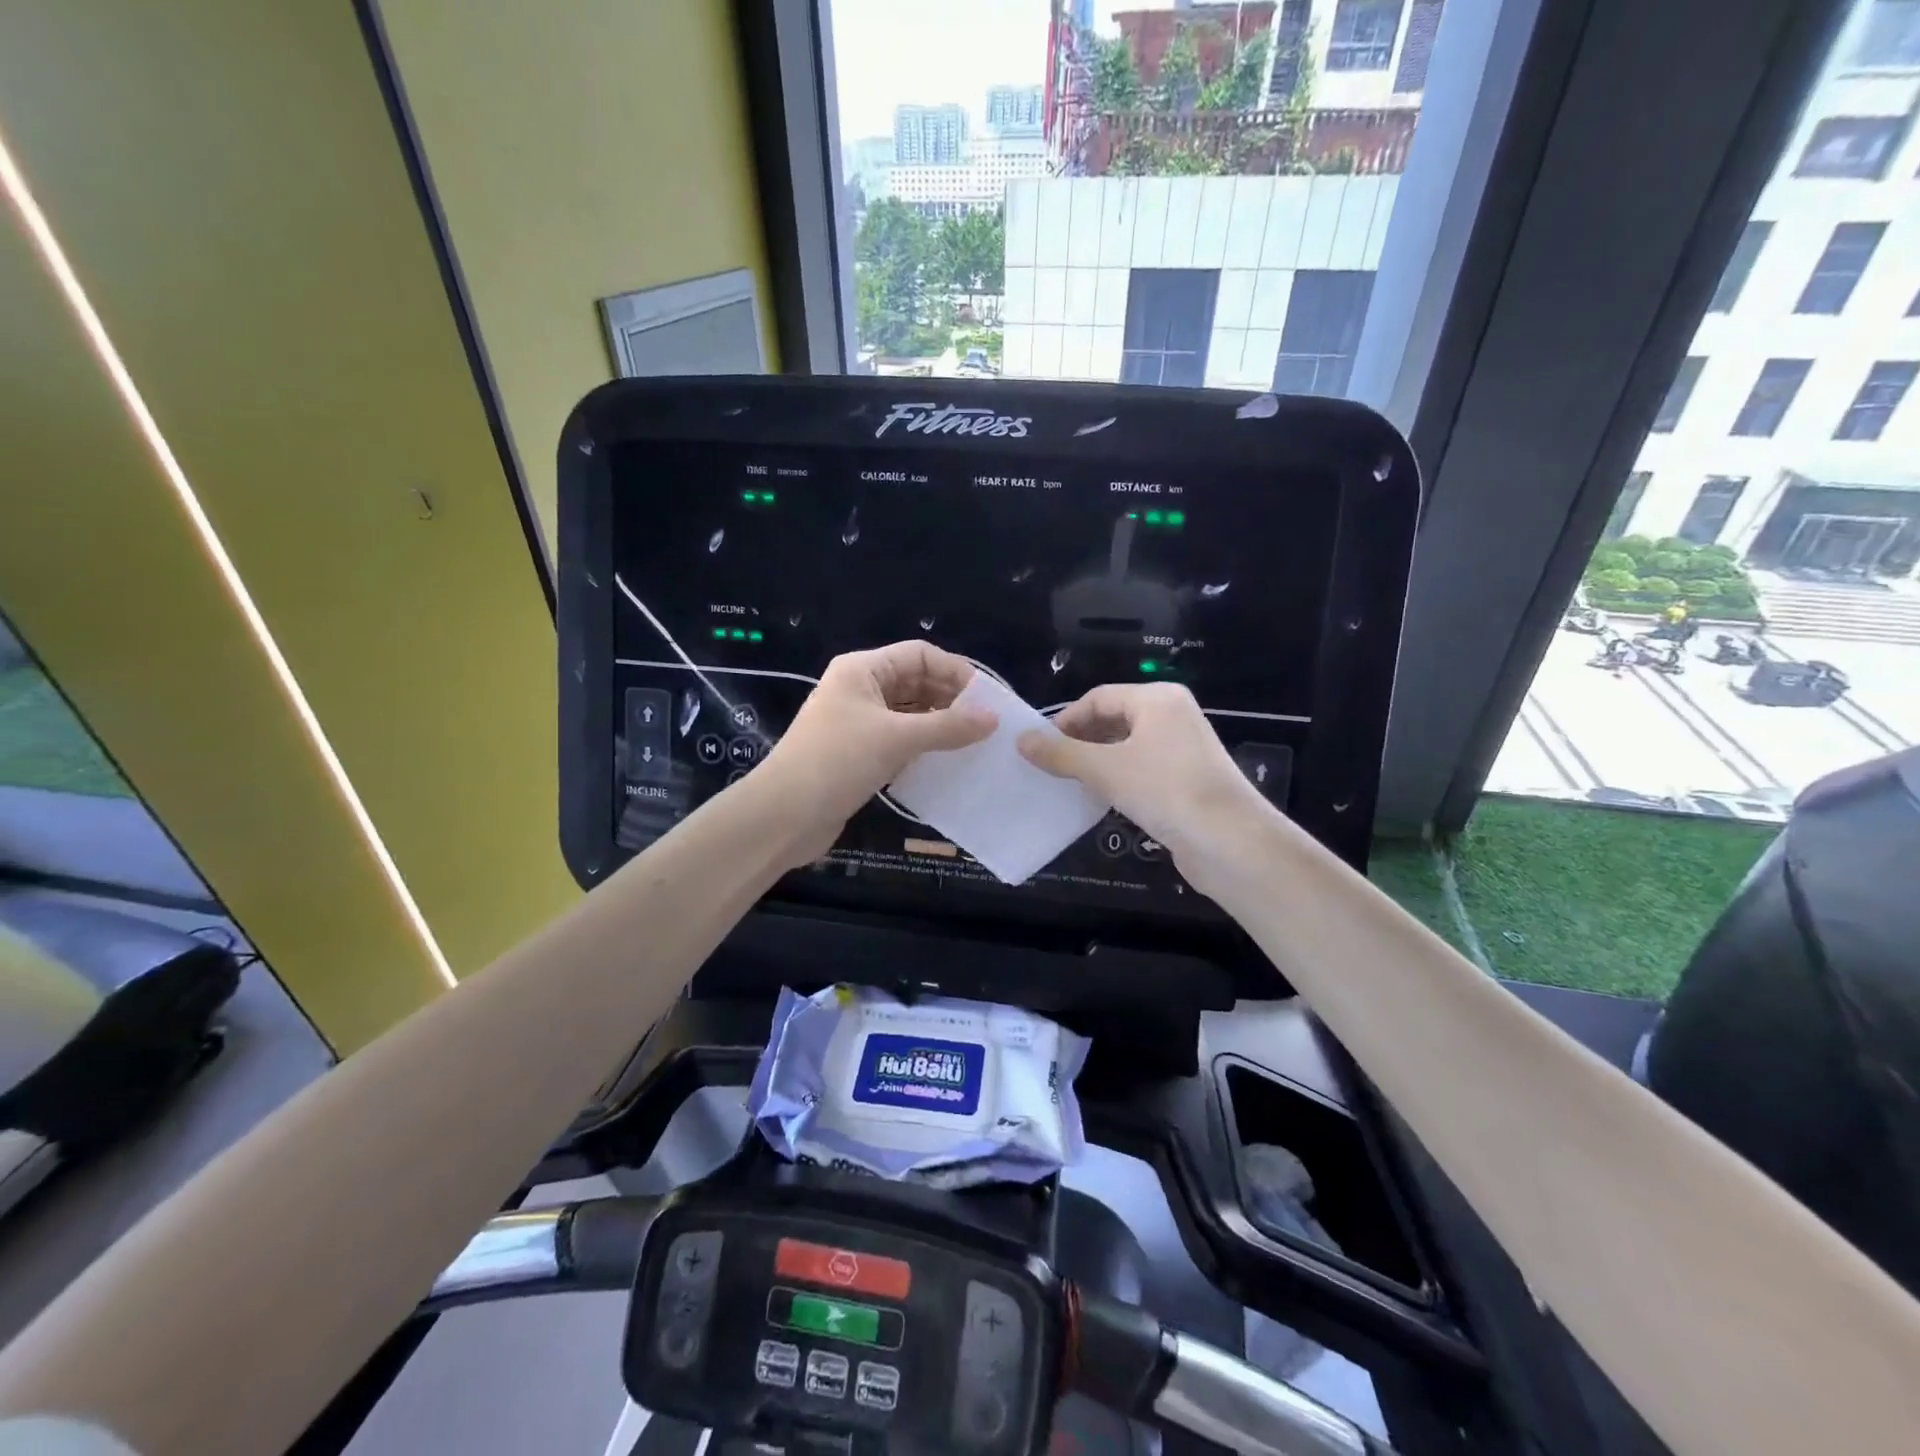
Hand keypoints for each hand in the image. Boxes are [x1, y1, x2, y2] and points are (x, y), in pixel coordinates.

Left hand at [758, 641, 994, 864]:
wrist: (784, 815)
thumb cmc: (838, 761)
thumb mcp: (897, 738)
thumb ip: (948, 726)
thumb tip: (994, 718)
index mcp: (862, 669)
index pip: (920, 655)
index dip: (956, 671)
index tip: (988, 699)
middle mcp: (860, 689)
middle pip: (916, 682)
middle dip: (951, 699)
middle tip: (988, 724)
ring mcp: (858, 722)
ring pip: (910, 713)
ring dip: (940, 724)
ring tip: (975, 743)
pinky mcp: (859, 753)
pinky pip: (901, 740)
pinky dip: (924, 746)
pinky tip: (948, 762)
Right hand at [1016, 682, 1269, 874]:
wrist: (1230, 842)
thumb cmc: (1165, 790)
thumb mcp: (1105, 769)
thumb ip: (1061, 753)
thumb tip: (1021, 740)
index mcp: (1157, 699)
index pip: (1099, 697)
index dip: (1065, 720)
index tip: (1039, 747)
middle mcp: (1172, 716)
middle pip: (1113, 719)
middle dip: (1080, 741)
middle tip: (1049, 766)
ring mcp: (1183, 749)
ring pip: (1126, 747)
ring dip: (1096, 762)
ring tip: (1067, 784)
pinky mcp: (1186, 780)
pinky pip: (1142, 770)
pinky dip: (1117, 780)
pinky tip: (1099, 800)